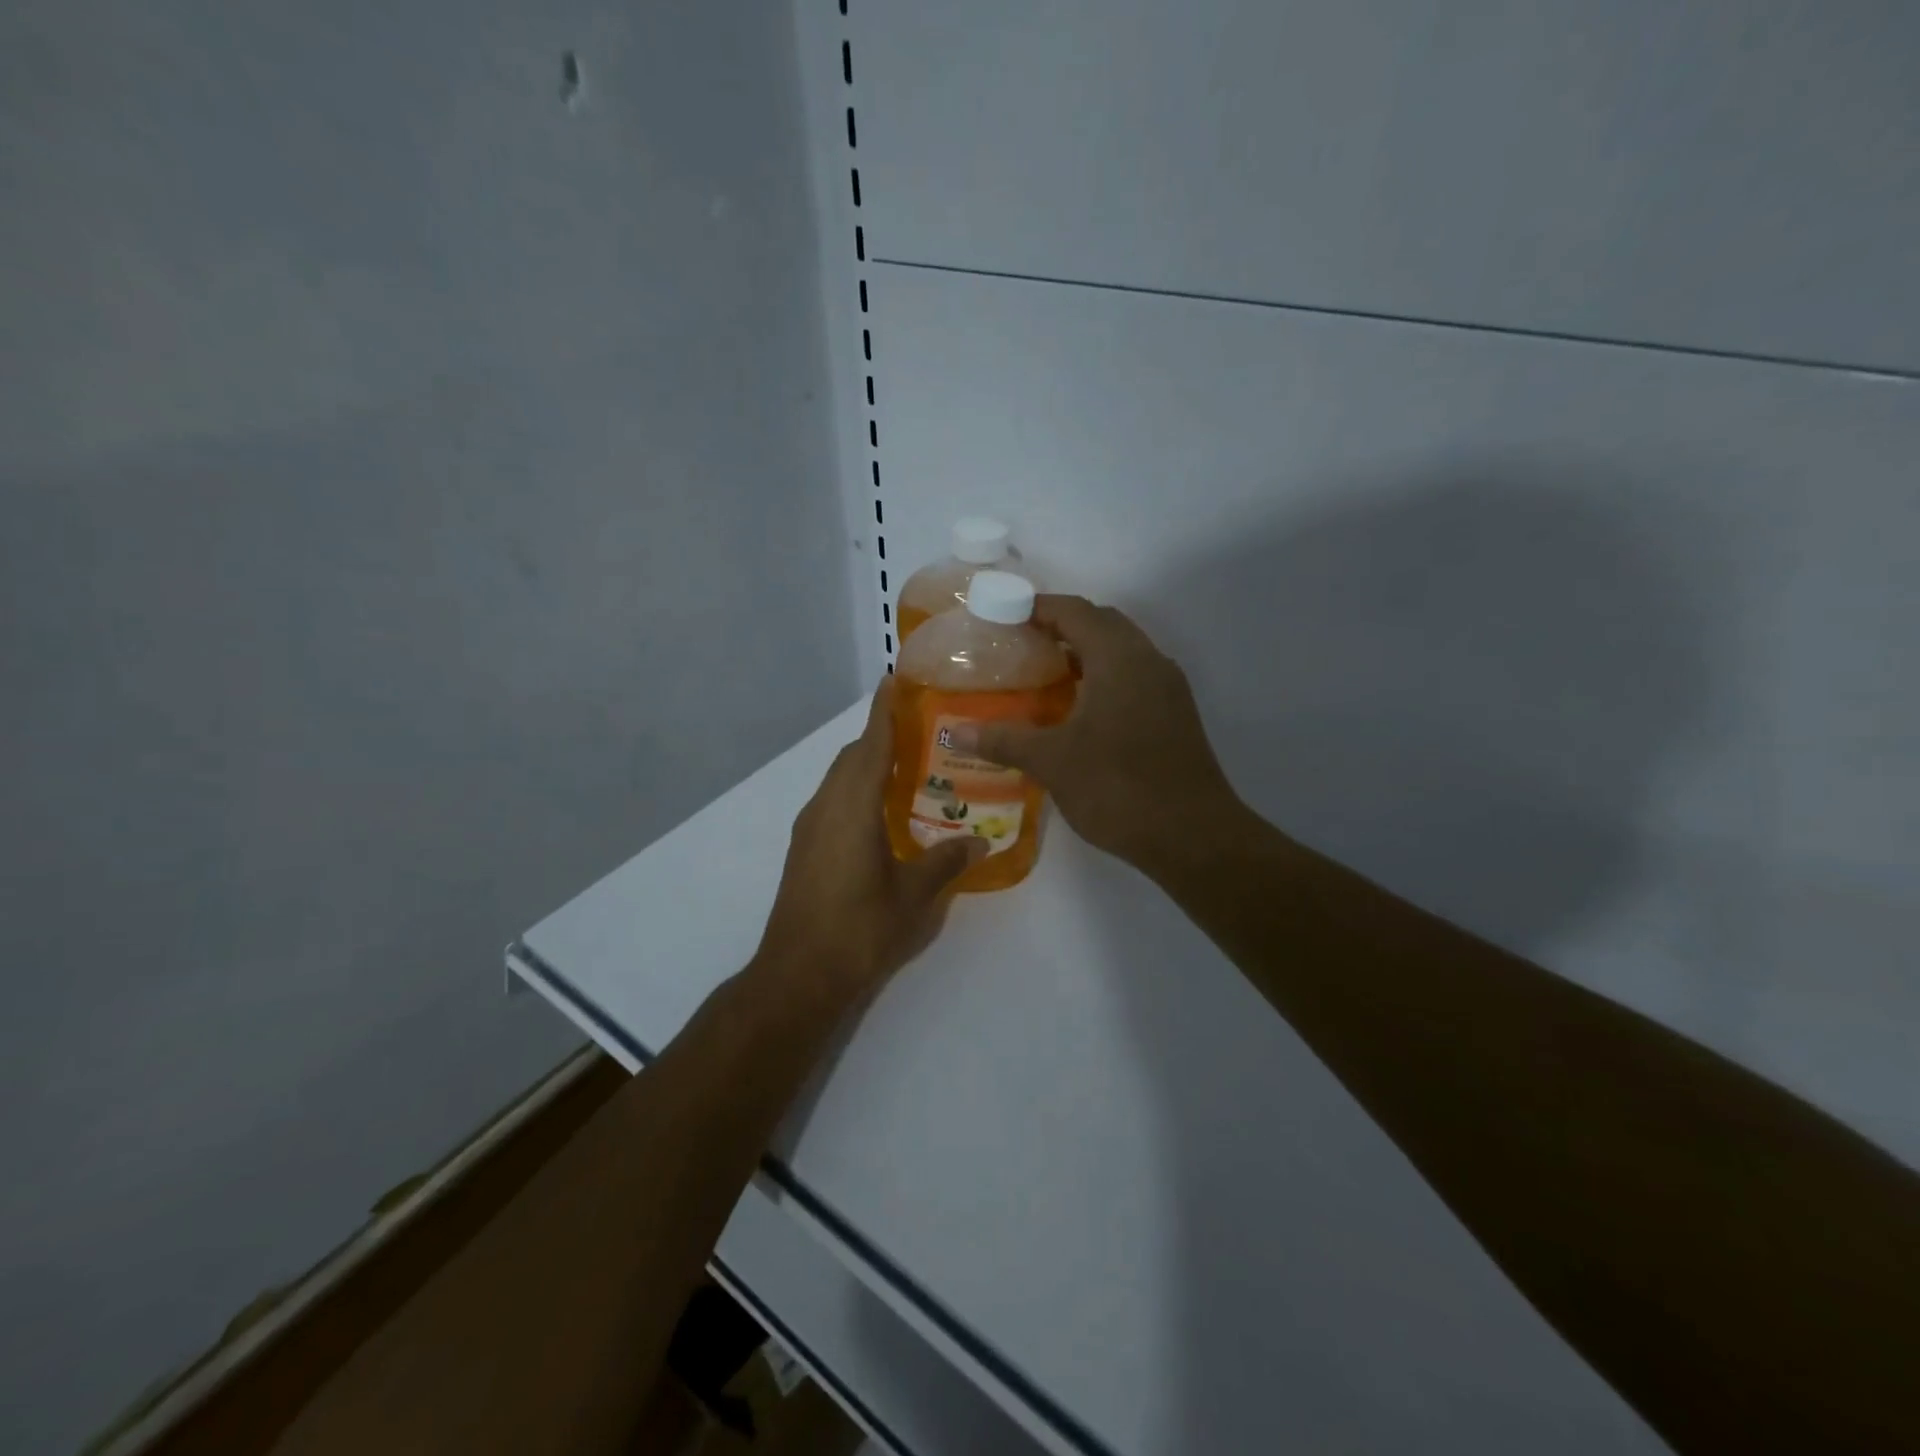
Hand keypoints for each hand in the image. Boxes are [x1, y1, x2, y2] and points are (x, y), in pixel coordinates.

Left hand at [754, 679, 985, 1001]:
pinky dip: (856, 791)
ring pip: (839, 779)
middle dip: (880, 737)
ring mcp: (809, 827)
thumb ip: (947, 862)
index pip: (871, 744)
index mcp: (852, 806)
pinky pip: (833, 801)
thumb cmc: (859, 928)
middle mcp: (826, 806)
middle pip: (852, 757)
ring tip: (907, 768)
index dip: (884, 711)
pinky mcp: (803, 848)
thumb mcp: (914, 896)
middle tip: (920, 731)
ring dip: (867, 765)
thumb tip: (980, 842)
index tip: (895, 679)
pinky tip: (881, 814)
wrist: (797, 974)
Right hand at [974, 596, 1239, 874]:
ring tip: (1044, 674)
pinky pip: (1134, 677)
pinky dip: (1104, 677)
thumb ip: (1003, 740)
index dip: (1037, 607)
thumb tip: (955, 731)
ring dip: (1086, 652)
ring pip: (1122, 651)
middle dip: (1062, 625)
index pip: (1075, 611)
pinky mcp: (1175, 716)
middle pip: (1102, 623)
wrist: (1193, 836)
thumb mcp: (1052, 762)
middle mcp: (1149, 661)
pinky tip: (1079, 710)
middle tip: (1021, 644)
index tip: (1003, 615)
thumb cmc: (1119, 787)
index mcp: (1119, 658)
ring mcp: (1167, 689)